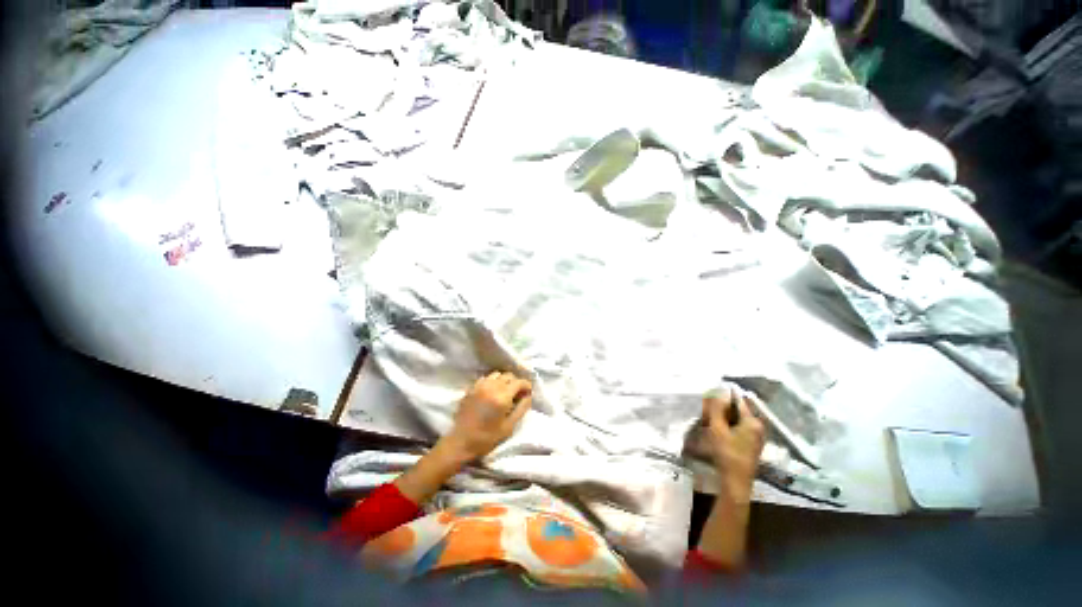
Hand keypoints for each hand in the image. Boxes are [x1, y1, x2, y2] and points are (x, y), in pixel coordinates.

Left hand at [441, 371, 532, 461]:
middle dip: (516, 382)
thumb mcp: (509, 427)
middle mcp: (491, 387)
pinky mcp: (471, 388)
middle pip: (509, 375)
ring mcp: (480, 386)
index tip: (528, 393)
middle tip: (517, 393)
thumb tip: (529, 396)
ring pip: (497, 374)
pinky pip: (486, 378)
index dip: (526, 385)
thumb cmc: (487, 438)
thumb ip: (522, 408)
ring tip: (505, 391)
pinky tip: (492, 391)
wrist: (461, 442)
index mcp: (502, 397)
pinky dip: (492, 381)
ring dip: (504, 380)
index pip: (519, 382)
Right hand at [703, 385, 764, 500]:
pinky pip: (739, 427)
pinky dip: (729, 425)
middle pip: (739, 410)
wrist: (736, 481)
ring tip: (710, 417)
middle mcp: (758, 426)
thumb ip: (717, 409)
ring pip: (738, 419)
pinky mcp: (752, 444)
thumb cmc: (727, 453)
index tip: (711, 394)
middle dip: (724, 407)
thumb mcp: (718, 429)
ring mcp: (756, 436)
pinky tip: (718, 428)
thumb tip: (717, 390)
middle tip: (708, 407)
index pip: (738, 400)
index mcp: (753, 421)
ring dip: (725, 416)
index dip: (724, 395)